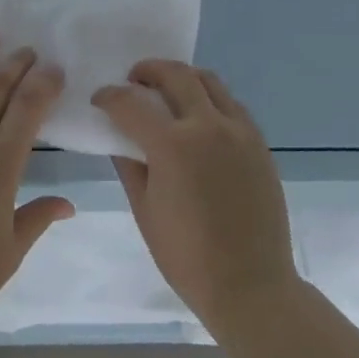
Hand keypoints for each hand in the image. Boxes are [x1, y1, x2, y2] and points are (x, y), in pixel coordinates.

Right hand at [93, 61, 299, 334]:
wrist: (251, 286)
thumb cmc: (187, 256)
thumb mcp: (145, 210)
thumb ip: (129, 165)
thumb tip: (120, 138)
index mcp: (173, 146)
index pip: (131, 104)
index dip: (109, 97)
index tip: (100, 99)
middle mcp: (208, 126)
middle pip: (176, 75)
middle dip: (148, 71)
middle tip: (134, 80)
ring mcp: (239, 131)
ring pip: (209, 81)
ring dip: (182, 78)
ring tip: (167, 91)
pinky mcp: (259, 143)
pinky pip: (231, 104)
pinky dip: (209, 98)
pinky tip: (198, 118)